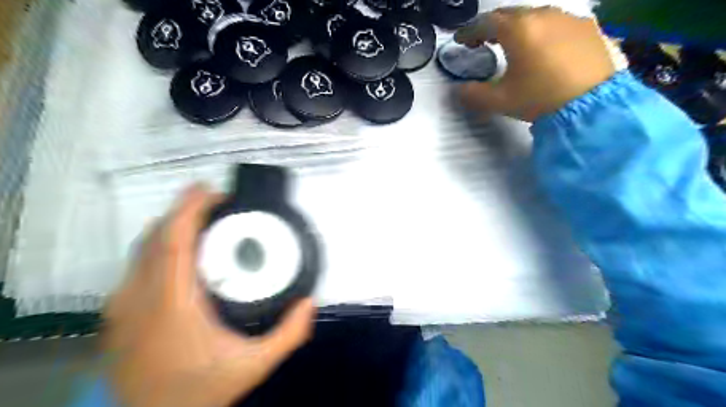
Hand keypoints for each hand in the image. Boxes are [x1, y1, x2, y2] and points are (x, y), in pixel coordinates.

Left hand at [101, 184, 315, 406]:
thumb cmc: (201, 391)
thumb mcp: (254, 366)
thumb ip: (288, 335)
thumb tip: (309, 302)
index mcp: (173, 303)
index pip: (174, 241)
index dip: (189, 208)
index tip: (211, 191)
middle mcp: (141, 297)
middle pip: (156, 236)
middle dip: (183, 211)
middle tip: (215, 202)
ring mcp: (123, 304)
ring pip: (142, 248)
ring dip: (171, 226)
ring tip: (201, 221)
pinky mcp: (117, 312)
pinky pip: (137, 264)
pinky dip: (158, 245)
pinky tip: (180, 251)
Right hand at [455, 6, 613, 119]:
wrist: (594, 103)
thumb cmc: (541, 98)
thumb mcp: (500, 101)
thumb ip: (474, 94)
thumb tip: (459, 90)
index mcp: (519, 30)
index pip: (486, 23)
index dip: (469, 31)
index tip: (460, 40)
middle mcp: (543, 15)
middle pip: (510, 14)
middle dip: (491, 26)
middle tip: (481, 40)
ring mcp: (568, 18)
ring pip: (534, 16)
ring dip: (517, 27)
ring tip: (510, 43)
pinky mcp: (587, 27)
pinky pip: (555, 22)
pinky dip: (540, 31)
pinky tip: (541, 46)